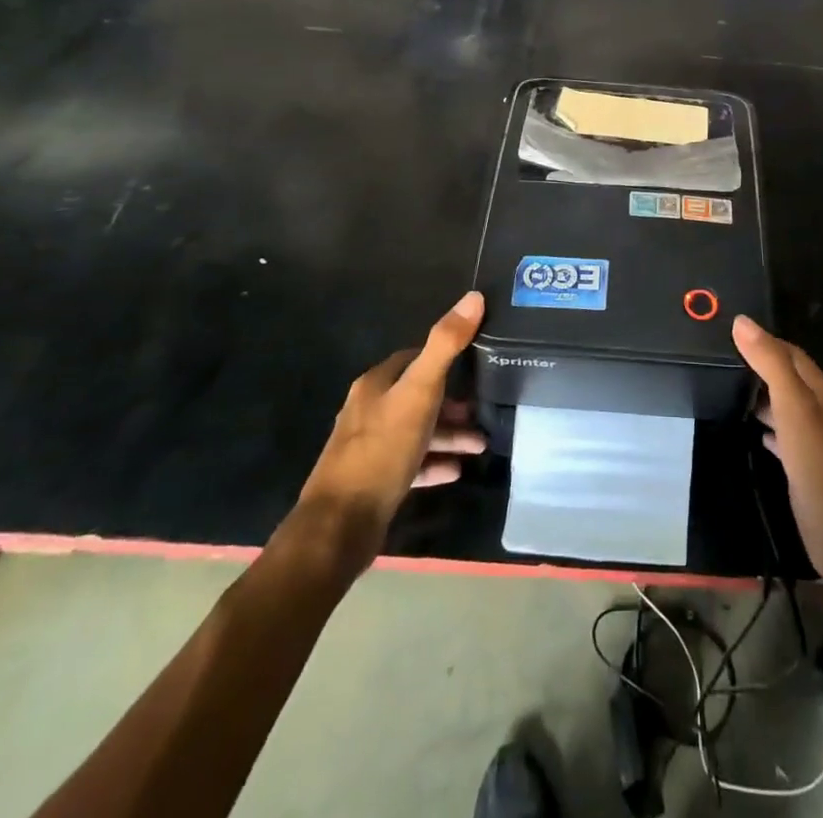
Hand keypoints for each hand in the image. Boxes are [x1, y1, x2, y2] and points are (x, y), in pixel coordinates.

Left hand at [294, 292, 487, 569]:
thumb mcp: (420, 391)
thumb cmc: (382, 449)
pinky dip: (434, 463)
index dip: (443, 359)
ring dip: (448, 435)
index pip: (413, 358)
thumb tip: (474, 296)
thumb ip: (446, 345)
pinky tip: (456, 471)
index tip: (475, 366)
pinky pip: (410, 463)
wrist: (340, 526)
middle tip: (483, 412)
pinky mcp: (372, 481)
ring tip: (481, 445)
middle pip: (417, 396)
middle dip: (452, 403)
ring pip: (416, 431)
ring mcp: (368, 447)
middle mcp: (368, 410)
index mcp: (375, 384)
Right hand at [733, 316, 822, 596]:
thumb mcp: (795, 410)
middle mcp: (822, 412)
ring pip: (786, 409)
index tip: (727, 332)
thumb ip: (771, 365)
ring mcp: (817, 444)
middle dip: (759, 367)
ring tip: (727, 391)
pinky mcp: (809, 472)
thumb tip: (742, 321)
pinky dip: (769, 429)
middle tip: (720, 359)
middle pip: (789, 379)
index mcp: (822, 392)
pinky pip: (786, 439)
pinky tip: (754, 432)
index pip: (790, 353)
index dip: (763, 340)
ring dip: (762, 398)